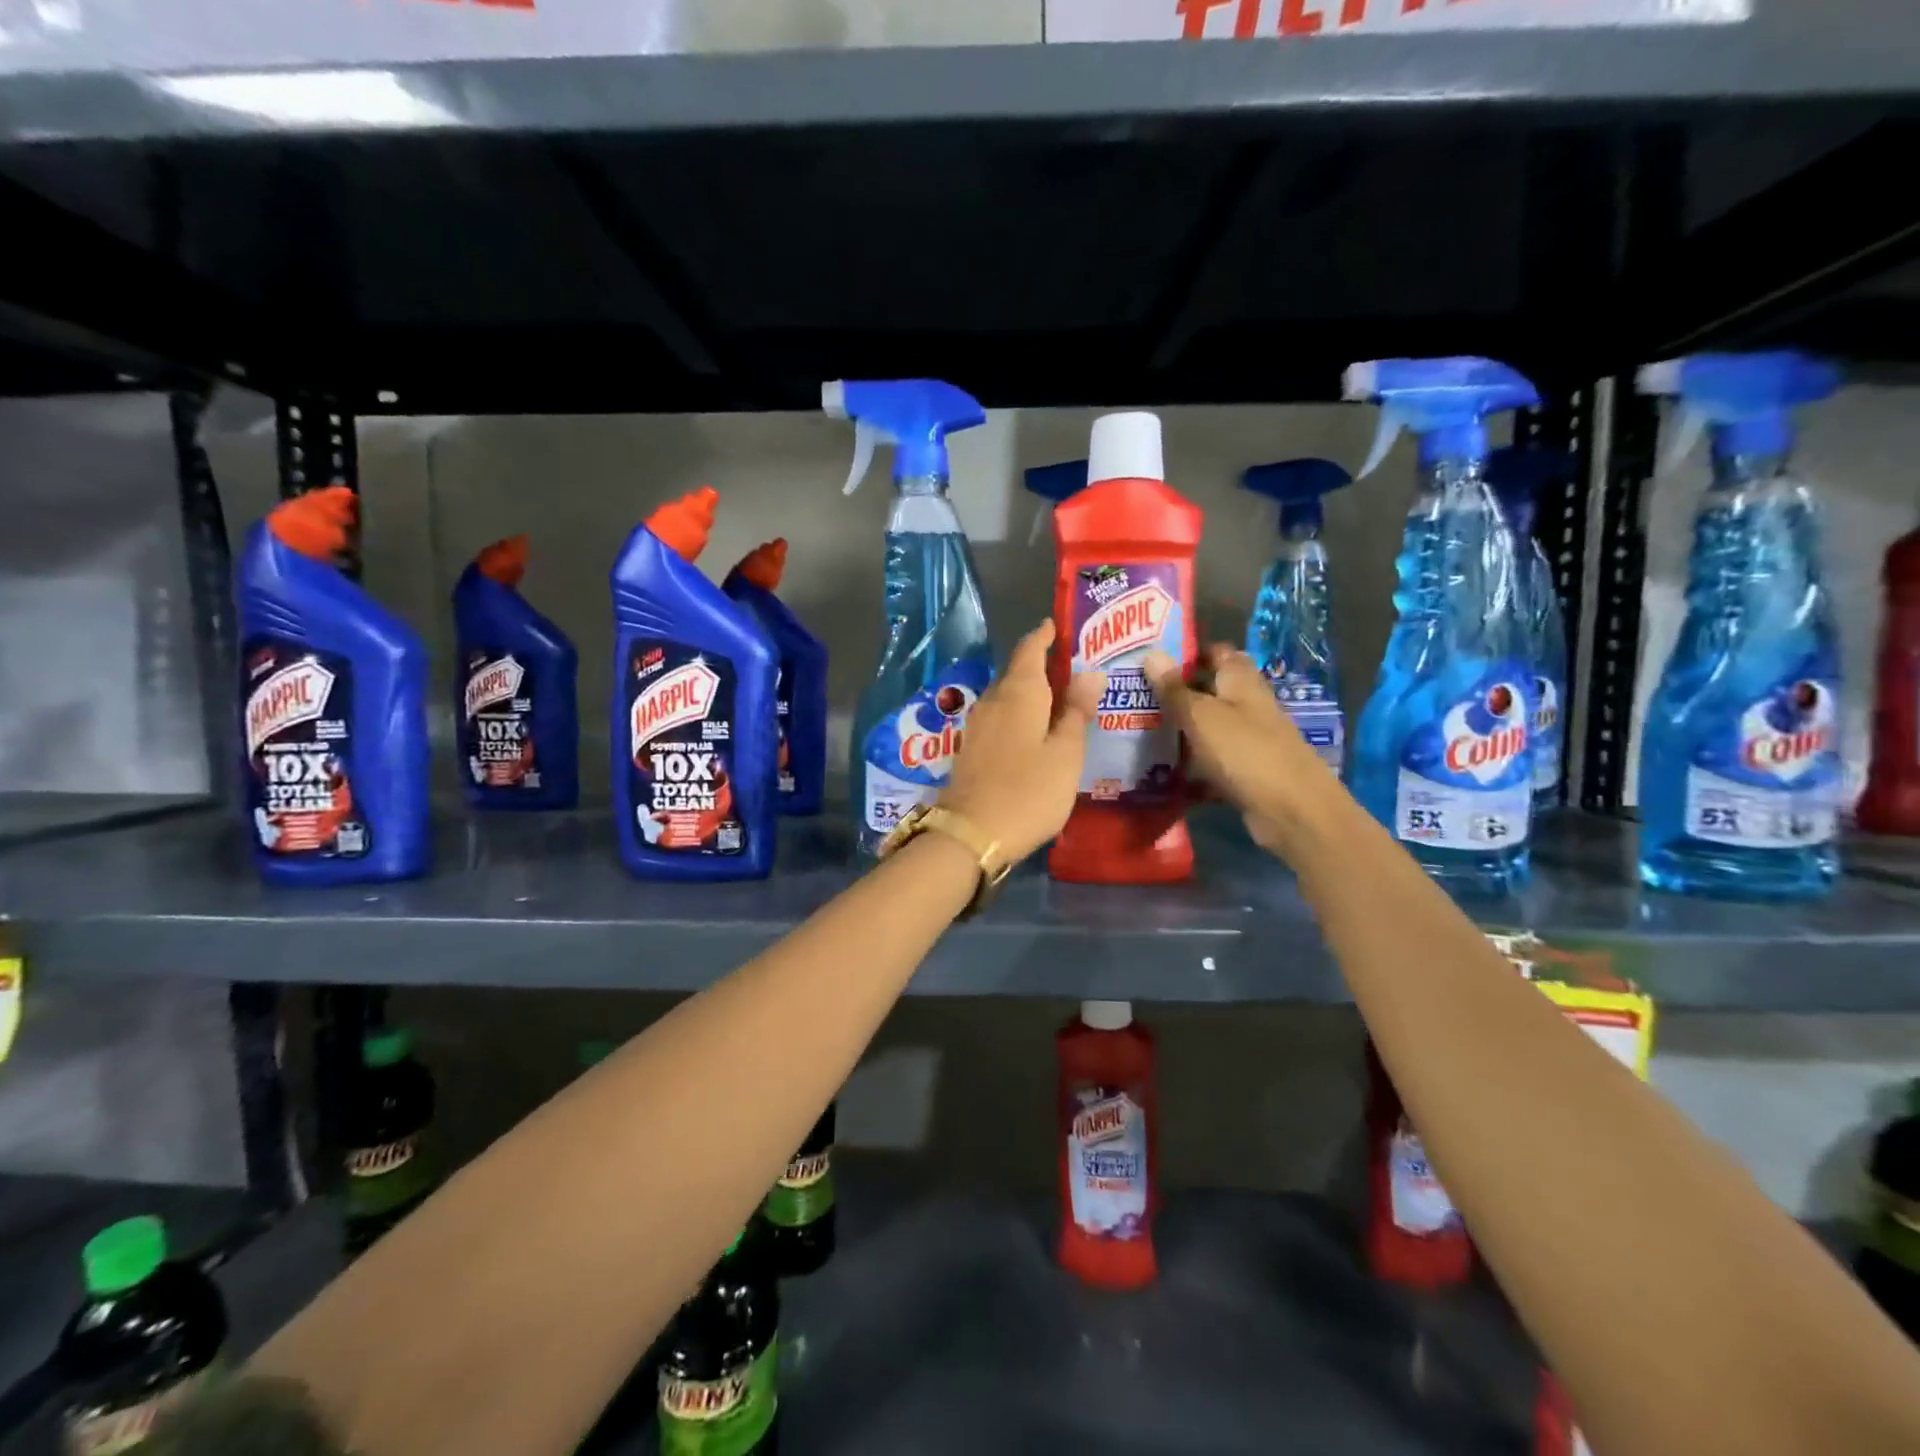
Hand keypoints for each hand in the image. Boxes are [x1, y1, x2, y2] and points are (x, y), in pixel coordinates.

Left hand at [939, 621, 1105, 863]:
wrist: (971, 833)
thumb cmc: (1028, 791)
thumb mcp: (1065, 753)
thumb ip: (1076, 712)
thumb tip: (1089, 672)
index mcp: (1019, 693)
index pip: (1030, 650)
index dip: (1044, 636)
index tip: (1056, 626)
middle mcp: (993, 701)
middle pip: (1016, 672)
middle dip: (1040, 665)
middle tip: (1071, 666)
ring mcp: (977, 726)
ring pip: (1006, 696)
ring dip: (1029, 692)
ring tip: (1057, 697)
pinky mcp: (970, 749)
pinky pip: (999, 718)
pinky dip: (1018, 714)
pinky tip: (1033, 729)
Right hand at [1142, 645, 1334, 855]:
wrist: (1292, 810)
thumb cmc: (1245, 751)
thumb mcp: (1201, 716)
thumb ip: (1174, 688)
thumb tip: (1150, 653)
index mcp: (1241, 681)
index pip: (1216, 653)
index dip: (1187, 653)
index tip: (1151, 660)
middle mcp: (1248, 705)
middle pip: (1210, 691)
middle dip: (1176, 693)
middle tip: (1134, 697)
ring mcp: (1248, 740)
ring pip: (1208, 727)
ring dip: (1180, 730)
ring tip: (1138, 730)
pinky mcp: (1245, 771)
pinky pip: (1211, 760)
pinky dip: (1191, 764)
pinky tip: (1161, 770)